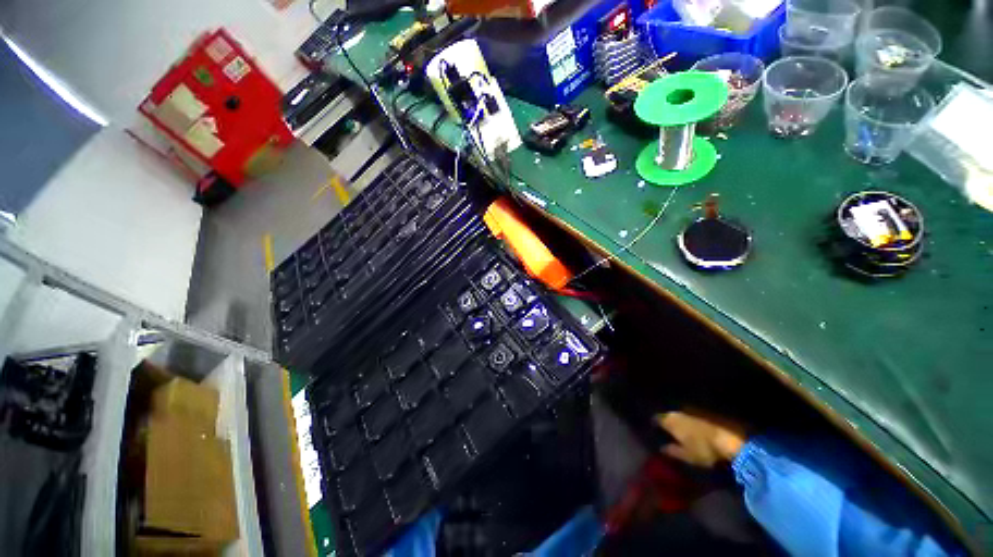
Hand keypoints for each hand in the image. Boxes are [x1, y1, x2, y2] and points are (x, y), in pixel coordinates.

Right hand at [654, 410, 748, 467]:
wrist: (732, 439)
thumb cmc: (704, 449)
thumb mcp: (687, 455)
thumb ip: (673, 451)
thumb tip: (662, 448)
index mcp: (670, 420)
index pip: (657, 419)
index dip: (656, 424)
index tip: (655, 429)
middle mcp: (679, 411)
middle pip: (670, 415)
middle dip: (669, 421)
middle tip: (670, 430)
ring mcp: (694, 409)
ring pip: (683, 414)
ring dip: (682, 421)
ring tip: (684, 430)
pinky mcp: (708, 411)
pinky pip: (695, 415)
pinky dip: (694, 421)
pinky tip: (698, 428)